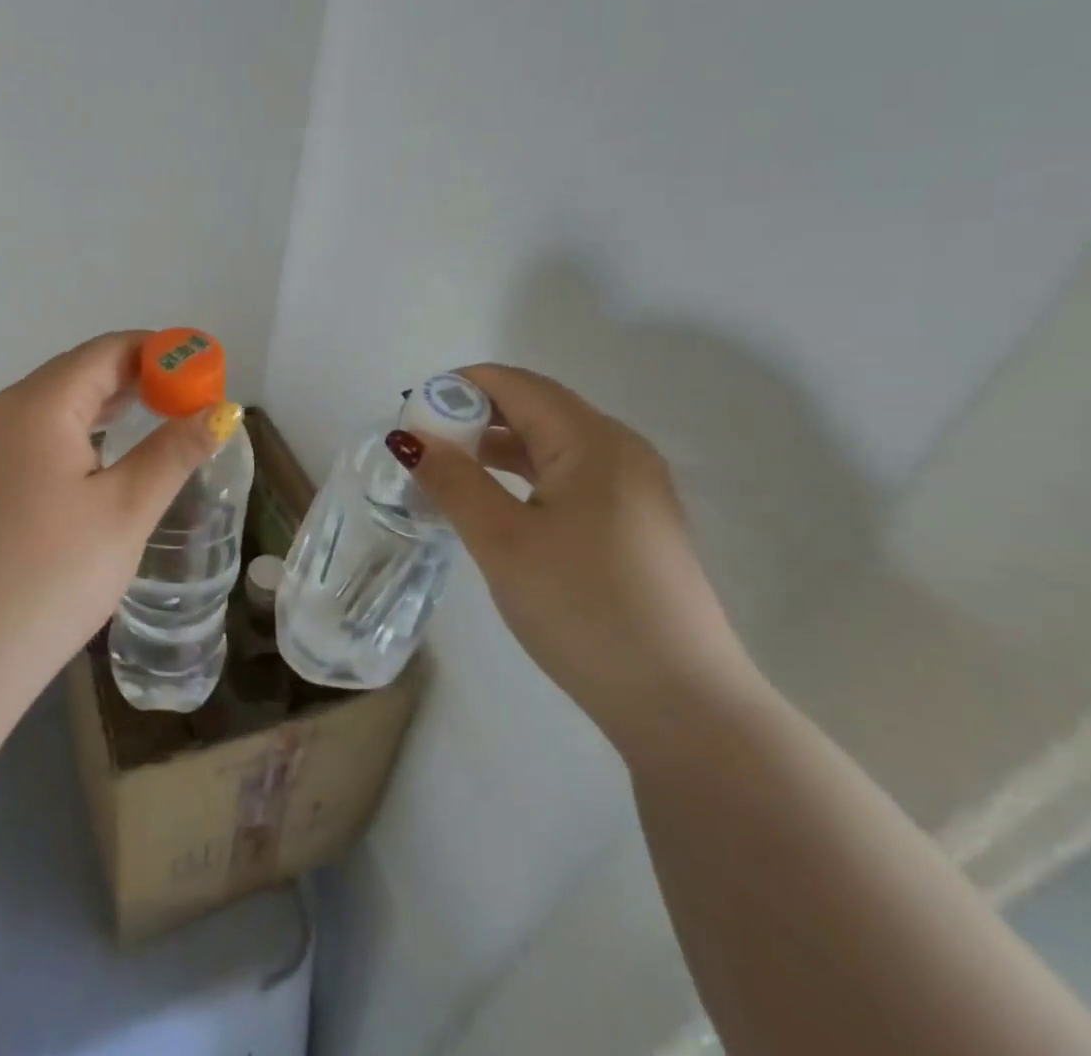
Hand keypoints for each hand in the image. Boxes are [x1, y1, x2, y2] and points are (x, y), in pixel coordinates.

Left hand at [0, 331, 234, 720]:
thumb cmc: (51, 577)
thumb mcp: (125, 511)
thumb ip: (174, 452)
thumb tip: (222, 412)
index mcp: (40, 404)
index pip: (108, 350)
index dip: (162, 352)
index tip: (206, 371)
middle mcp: (6, 411)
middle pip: (82, 370)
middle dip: (140, 376)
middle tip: (193, 399)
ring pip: (59, 403)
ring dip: (112, 403)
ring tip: (162, 417)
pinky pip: (41, 433)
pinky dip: (83, 430)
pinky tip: (108, 454)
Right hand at [403, 365, 757, 753]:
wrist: (682, 706)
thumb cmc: (584, 609)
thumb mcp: (503, 542)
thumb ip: (453, 480)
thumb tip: (408, 437)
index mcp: (593, 441)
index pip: (515, 385)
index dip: (458, 387)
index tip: (410, 412)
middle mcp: (621, 450)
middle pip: (536, 408)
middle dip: (474, 415)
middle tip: (422, 444)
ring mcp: (635, 488)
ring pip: (553, 444)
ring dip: (498, 447)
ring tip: (447, 471)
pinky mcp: (636, 523)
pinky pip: (570, 476)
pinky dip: (525, 476)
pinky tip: (495, 503)